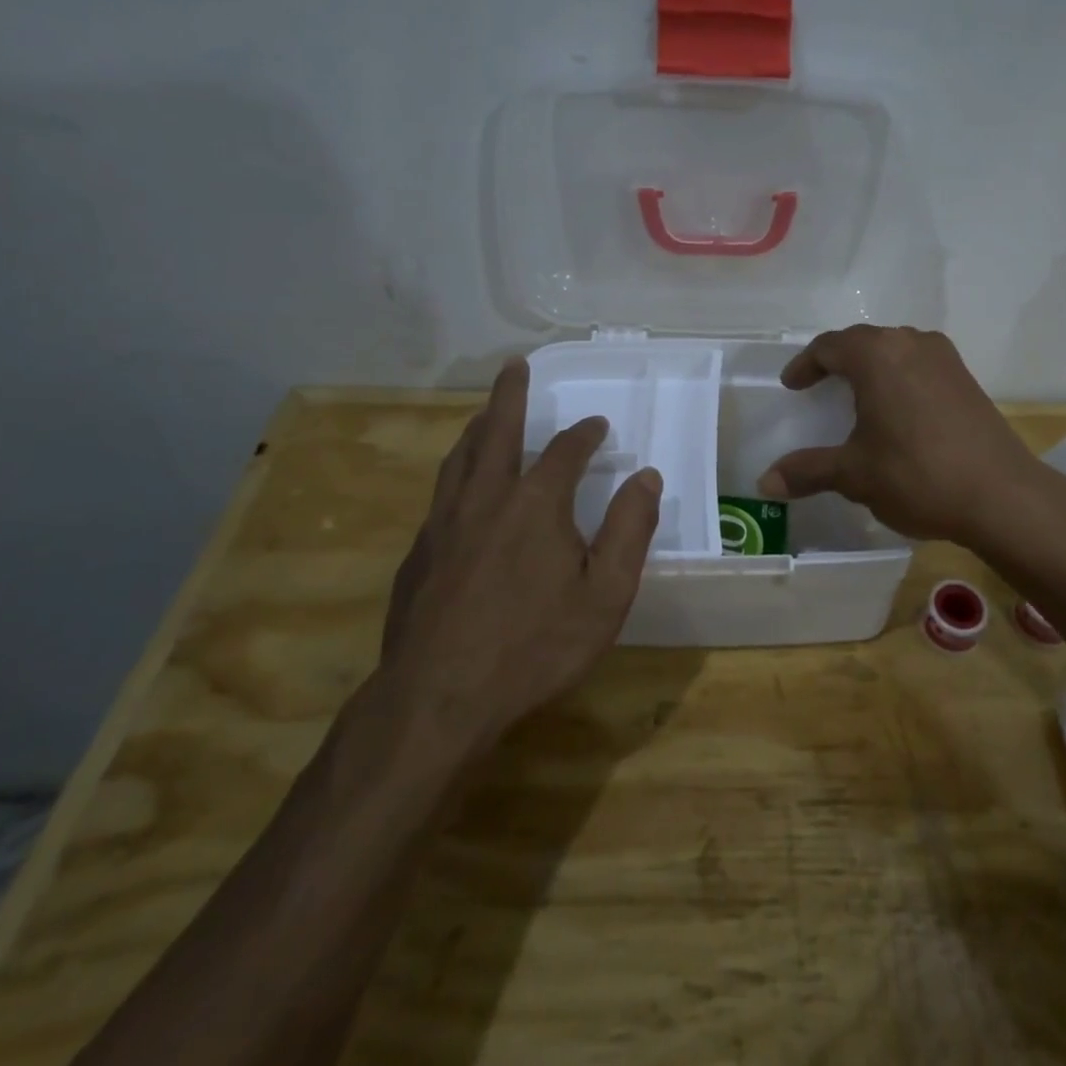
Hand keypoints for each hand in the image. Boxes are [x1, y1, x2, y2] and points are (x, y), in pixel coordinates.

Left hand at [377, 359, 661, 755]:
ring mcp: (444, 524)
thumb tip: (647, 477)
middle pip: (496, 431)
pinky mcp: (419, 554)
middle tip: (515, 366)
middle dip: (509, 395)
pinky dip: (456, 473)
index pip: (564, 451)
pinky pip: (441, 495)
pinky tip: (460, 491)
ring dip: (477, 429)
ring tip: (484, 414)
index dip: (584, 434)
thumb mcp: (604, 595)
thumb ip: (629, 530)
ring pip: (459, 458)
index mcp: (535, 504)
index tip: (597, 425)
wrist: (437, 699)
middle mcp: (486, 498)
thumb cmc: (533, 647)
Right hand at [756, 325, 1040, 546]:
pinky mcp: (967, 378)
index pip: (829, 346)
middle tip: (818, 386)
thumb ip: (807, 471)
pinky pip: (919, 364)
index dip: (805, 365)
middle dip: (836, 361)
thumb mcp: (854, 474)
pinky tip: (898, 409)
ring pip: (895, 350)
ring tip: (856, 395)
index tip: (792, 386)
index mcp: (877, 355)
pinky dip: (898, 377)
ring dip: (871, 367)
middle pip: (863, 342)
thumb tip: (765, 483)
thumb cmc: (917, 475)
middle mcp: (911, 343)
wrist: (1002, 496)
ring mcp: (944, 358)